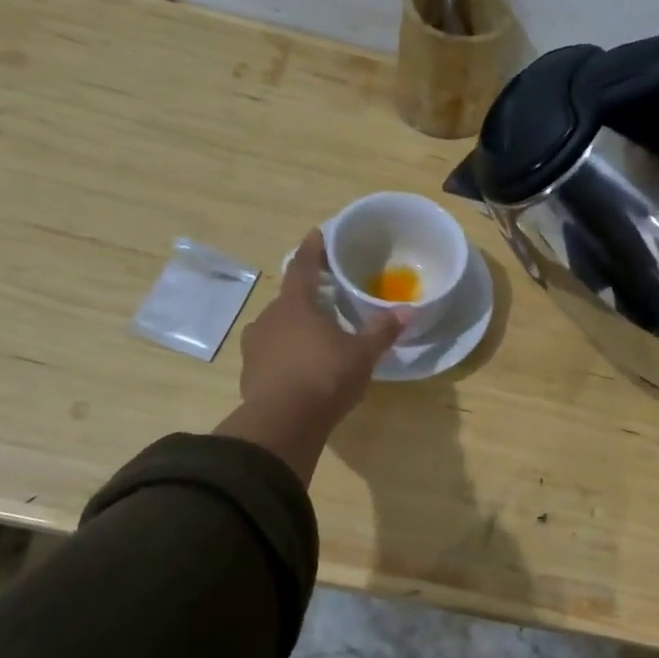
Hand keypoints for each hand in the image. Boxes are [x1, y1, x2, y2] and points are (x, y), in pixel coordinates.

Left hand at [214, 230, 401, 480]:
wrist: (283, 423)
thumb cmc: (325, 377)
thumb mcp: (362, 354)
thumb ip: (382, 331)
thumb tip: (408, 311)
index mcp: (295, 305)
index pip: (303, 266)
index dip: (313, 249)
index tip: (318, 234)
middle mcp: (269, 319)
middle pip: (289, 300)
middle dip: (308, 297)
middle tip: (328, 298)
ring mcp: (255, 347)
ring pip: (278, 328)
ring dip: (295, 328)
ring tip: (316, 337)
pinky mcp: (250, 374)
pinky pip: (271, 356)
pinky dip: (286, 356)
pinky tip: (301, 369)